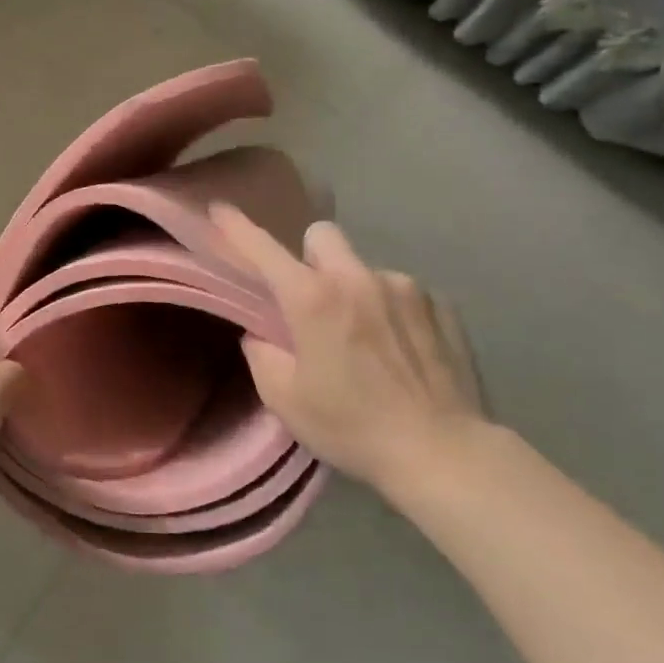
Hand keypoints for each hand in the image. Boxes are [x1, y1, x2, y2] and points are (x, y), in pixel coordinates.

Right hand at [211, 204, 492, 500]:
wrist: (443, 452)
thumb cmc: (352, 427)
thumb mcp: (285, 400)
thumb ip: (262, 355)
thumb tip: (263, 334)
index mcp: (313, 299)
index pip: (263, 250)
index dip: (236, 228)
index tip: (220, 210)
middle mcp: (359, 278)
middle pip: (322, 237)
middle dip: (309, 258)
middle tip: (312, 302)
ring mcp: (406, 287)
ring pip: (363, 269)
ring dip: (354, 291)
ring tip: (366, 342)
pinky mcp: (442, 305)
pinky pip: (401, 293)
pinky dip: (391, 311)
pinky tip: (401, 352)